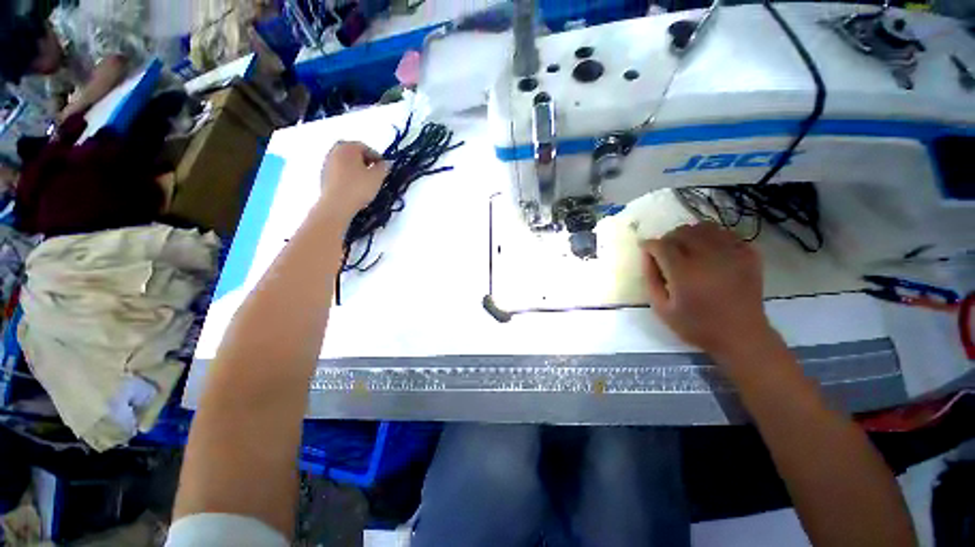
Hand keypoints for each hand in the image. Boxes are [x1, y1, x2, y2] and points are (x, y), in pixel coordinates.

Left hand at [318, 141, 388, 220]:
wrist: (336, 204)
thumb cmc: (358, 187)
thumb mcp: (377, 177)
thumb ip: (384, 168)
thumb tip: (386, 163)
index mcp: (348, 147)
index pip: (366, 148)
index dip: (377, 158)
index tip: (384, 169)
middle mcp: (335, 151)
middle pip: (354, 153)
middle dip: (365, 162)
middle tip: (375, 174)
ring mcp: (327, 162)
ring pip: (346, 163)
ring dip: (356, 169)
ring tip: (365, 182)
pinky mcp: (324, 175)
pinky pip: (340, 171)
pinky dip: (348, 176)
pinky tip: (355, 187)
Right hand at [641, 222, 777, 361]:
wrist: (741, 336)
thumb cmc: (696, 325)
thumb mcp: (661, 308)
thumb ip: (651, 279)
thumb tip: (647, 256)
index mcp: (684, 272)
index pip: (662, 245)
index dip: (649, 244)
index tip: (644, 248)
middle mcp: (708, 257)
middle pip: (682, 232)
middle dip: (668, 238)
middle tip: (664, 251)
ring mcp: (732, 254)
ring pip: (705, 228)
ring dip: (690, 235)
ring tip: (686, 249)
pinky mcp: (749, 255)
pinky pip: (726, 234)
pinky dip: (713, 238)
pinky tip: (709, 251)